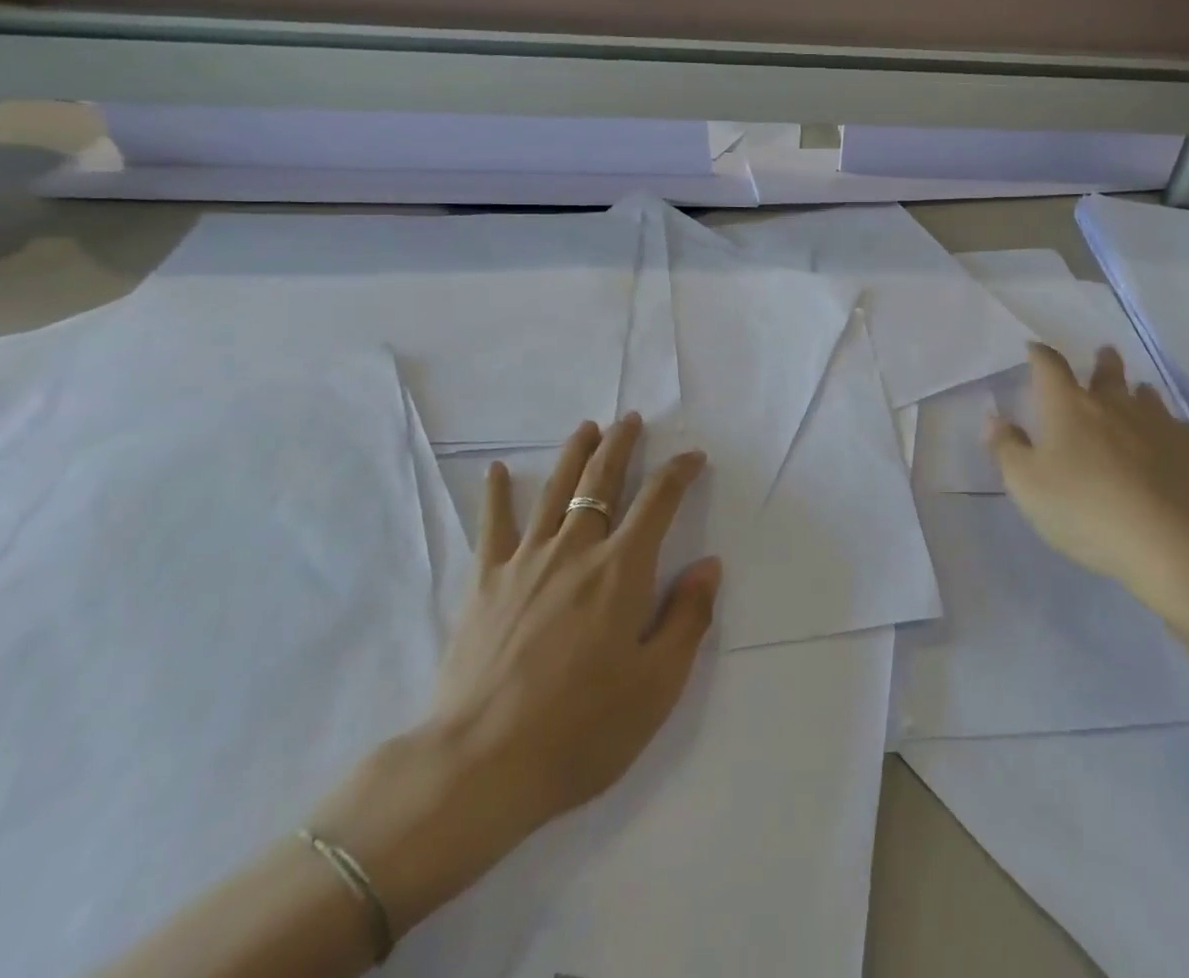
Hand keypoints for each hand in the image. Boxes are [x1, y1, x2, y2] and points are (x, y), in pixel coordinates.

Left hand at [308, 415, 719, 935]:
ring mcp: (526, 561)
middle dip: (621, 445)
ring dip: (574, 453)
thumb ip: (688, 618)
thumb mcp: (656, 686)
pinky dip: (495, 494)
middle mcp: (576, 549)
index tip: (693, 457)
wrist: (479, 766)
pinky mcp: (485, 582)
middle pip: (601, 480)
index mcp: (622, 570)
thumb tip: (709, 565)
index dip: (679, 471)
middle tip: (630, 420)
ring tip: (587, 428)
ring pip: (554, 490)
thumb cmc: (581, 730)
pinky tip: (495, 470)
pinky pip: (492, 525)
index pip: (658, 500)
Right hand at [989, 344, 1188, 627]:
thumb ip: (1007, 448)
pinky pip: (1178, 428)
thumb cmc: (1084, 510)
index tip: (1034, 349)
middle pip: (1108, 371)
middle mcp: (1114, 403)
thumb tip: (994, 418)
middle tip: (1103, 356)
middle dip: (1102, 362)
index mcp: (1068, 406)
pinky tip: (1168, 442)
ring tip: (1136, 397)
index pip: (1049, 366)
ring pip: (1147, 396)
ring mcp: (1158, 423)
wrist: (1169, 543)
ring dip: (1137, 393)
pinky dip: (1168, 429)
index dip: (1040, 355)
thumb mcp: (1026, 486)